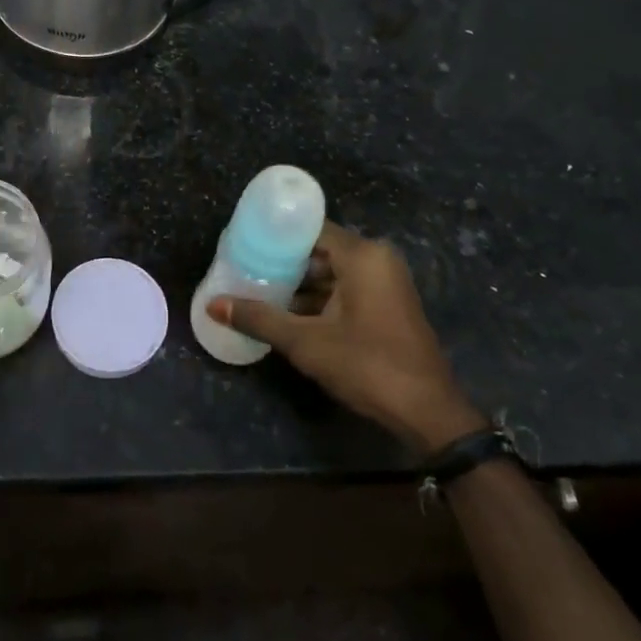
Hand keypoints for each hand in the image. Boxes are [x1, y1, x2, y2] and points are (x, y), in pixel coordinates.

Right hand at [208, 222, 487, 450]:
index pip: (310, 228)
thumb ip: (259, 318)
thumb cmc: (367, 365)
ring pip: (332, 271)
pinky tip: (289, 313)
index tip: (244, 243)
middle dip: (284, 262)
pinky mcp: (388, 304)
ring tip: (260, 291)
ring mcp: (386, 282)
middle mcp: (377, 259)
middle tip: (246, 269)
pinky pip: (346, 288)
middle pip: (320, 249)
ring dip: (300, 284)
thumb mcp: (306, 342)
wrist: (427, 412)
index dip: (276, 235)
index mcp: (362, 255)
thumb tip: (213, 305)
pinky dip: (320, 298)